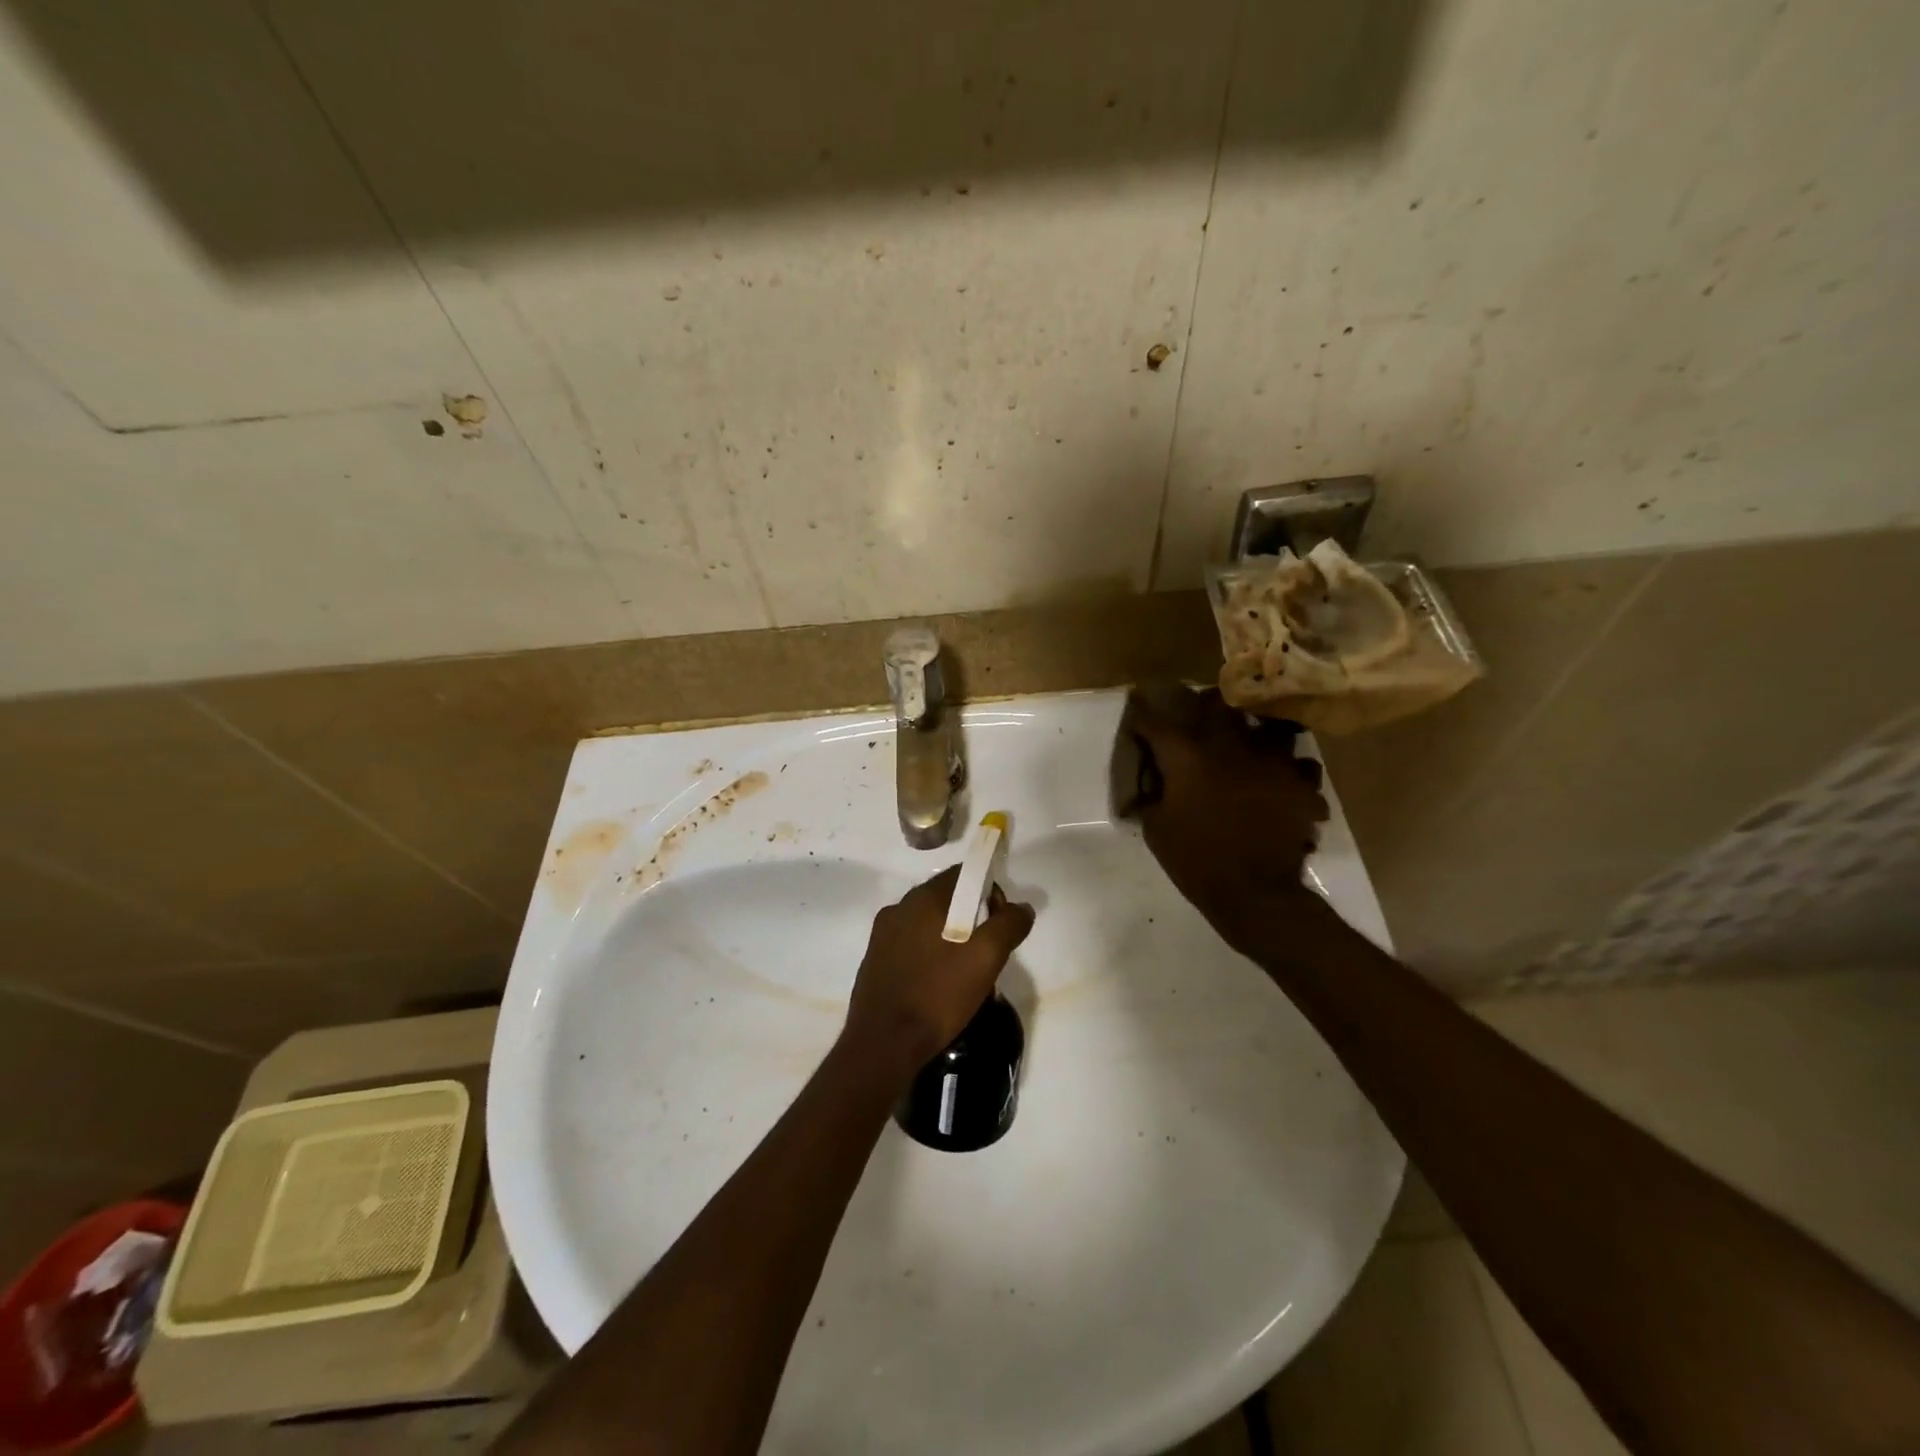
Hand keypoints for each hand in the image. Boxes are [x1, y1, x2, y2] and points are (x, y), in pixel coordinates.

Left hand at [842, 865, 1035, 1075]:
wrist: (884, 1044)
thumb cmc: (938, 994)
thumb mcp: (986, 958)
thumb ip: (1008, 925)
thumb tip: (1022, 908)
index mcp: (923, 898)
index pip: (964, 875)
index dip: (990, 893)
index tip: (999, 926)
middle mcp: (899, 907)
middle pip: (946, 898)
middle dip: (972, 918)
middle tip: (986, 953)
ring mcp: (882, 935)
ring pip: (928, 923)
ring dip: (950, 938)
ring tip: (964, 973)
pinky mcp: (874, 960)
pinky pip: (911, 945)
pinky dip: (929, 954)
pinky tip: (938, 984)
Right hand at [1119, 682, 1329, 957]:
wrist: (1254, 893)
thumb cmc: (1196, 861)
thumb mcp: (1157, 829)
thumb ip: (1154, 796)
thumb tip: (1154, 780)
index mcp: (1188, 758)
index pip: (1157, 724)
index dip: (1144, 715)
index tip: (1138, 705)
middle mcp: (1231, 749)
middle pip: (1220, 707)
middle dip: (1208, 704)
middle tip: (1204, 709)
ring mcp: (1272, 764)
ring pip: (1271, 728)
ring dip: (1260, 732)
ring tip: (1255, 742)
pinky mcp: (1300, 786)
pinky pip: (1302, 767)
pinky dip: (1293, 772)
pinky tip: (1285, 783)